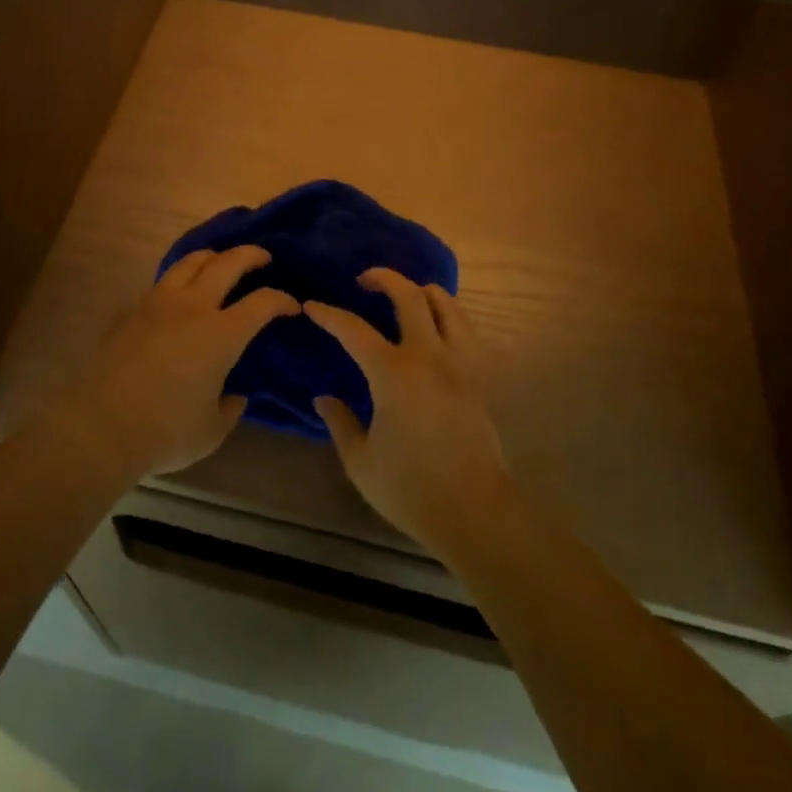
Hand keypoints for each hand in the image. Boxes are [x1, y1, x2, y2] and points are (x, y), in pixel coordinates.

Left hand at [61, 246, 298, 478]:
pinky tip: (181, 293)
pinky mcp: (131, 311)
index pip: (262, 302)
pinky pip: (163, 281)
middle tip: (263, 258)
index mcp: (222, 333)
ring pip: (190, 261)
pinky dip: (181, 277)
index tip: (291, 306)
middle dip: (251, 255)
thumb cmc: (165, 431)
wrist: (99, 426)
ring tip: (221, 263)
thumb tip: (234, 395)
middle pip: (227, 263)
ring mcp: (158, 303)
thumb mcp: (211, 430)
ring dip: (213, 256)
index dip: (282, 300)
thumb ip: (229, 409)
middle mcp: (193, 307)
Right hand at [307, 269, 511, 550]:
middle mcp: (429, 357)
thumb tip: (323, 398)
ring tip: (406, 296)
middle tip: (365, 280)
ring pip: (448, 305)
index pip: (354, 330)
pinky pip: (466, 330)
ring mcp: (460, 364)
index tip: (311, 306)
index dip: (330, 314)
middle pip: (410, 297)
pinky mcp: (479, 378)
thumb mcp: (360, 461)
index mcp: (394, 374)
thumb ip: (340, 422)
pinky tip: (436, 328)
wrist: (475, 513)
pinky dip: (448, 315)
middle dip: (384, 279)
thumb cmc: (410, 489)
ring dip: (423, 291)